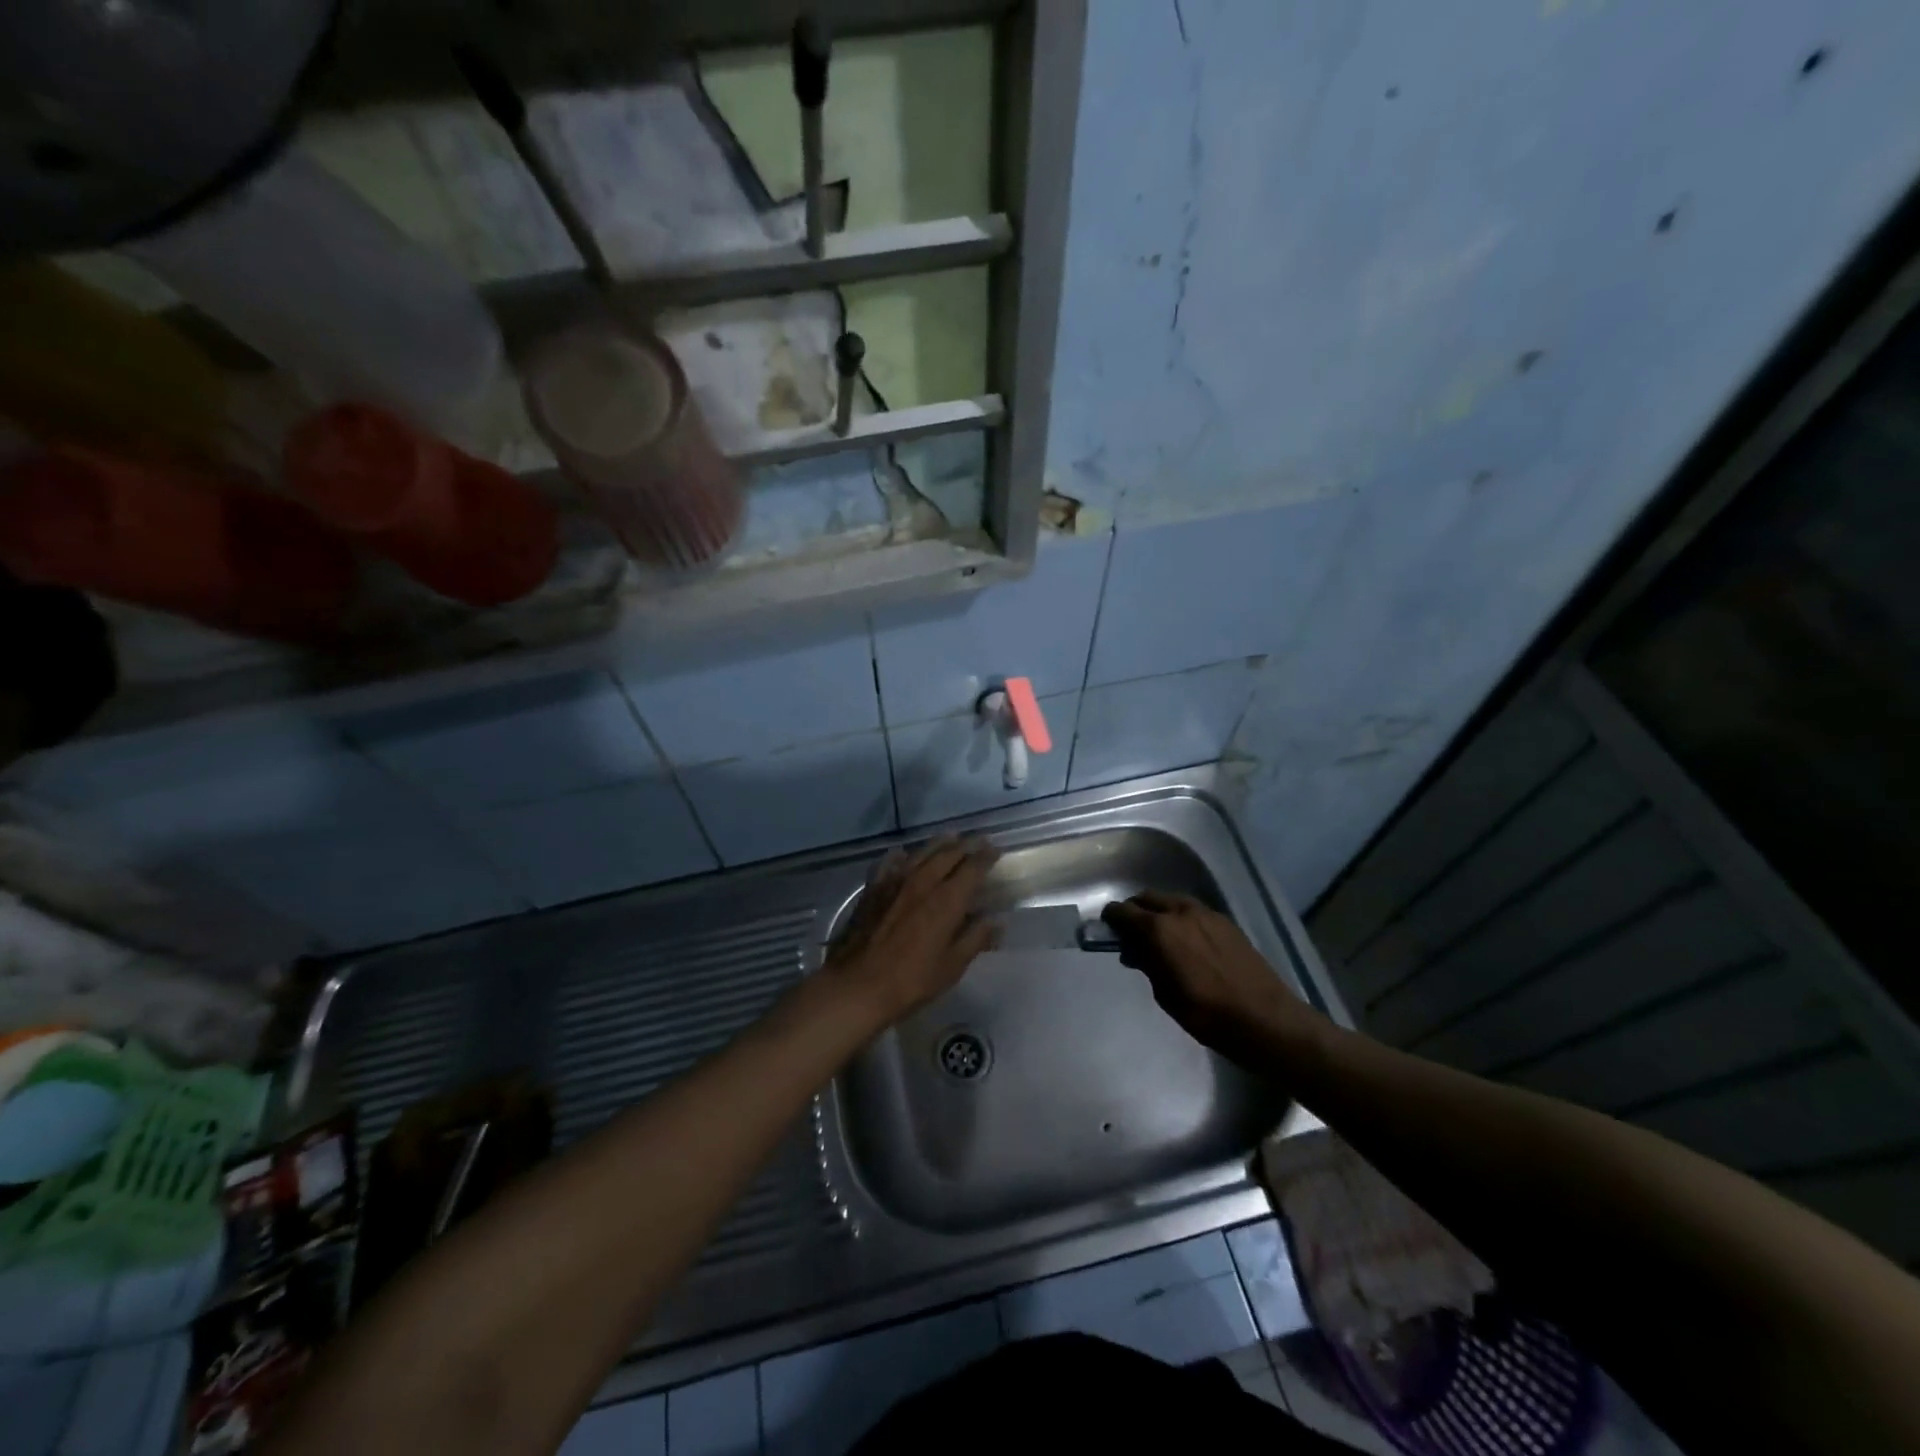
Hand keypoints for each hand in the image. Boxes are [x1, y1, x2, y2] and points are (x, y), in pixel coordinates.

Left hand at [825, 837, 1001, 1024]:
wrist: (858, 985)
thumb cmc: (911, 980)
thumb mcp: (952, 966)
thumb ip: (976, 939)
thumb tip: (997, 921)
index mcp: (947, 899)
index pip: (973, 868)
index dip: (987, 857)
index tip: (996, 850)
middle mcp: (923, 882)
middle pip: (948, 854)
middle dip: (966, 845)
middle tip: (978, 841)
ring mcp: (895, 882)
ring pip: (921, 853)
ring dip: (938, 844)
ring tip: (949, 837)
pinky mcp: (873, 889)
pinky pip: (889, 863)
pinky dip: (901, 856)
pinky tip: (902, 854)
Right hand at [1101, 892, 1316, 1066]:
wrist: (1265, 1019)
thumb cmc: (1207, 1014)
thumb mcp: (1165, 994)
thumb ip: (1147, 964)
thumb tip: (1136, 951)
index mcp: (1160, 929)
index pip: (1124, 911)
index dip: (1111, 918)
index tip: (1106, 929)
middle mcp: (1181, 912)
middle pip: (1147, 898)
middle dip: (1135, 911)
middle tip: (1130, 934)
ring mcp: (1206, 914)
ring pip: (1172, 901)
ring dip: (1159, 912)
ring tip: (1159, 938)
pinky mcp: (1226, 922)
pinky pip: (1193, 910)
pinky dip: (1180, 918)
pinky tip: (1186, 942)